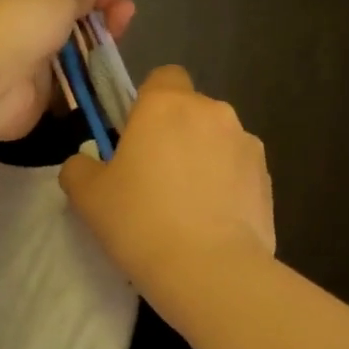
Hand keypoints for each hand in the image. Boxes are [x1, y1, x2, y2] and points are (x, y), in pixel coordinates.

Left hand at [0, 0, 135, 141]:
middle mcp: (15, 27)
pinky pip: (67, 88)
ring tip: (125, 31)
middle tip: (126, 11)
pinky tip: (112, 72)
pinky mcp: (33, 100)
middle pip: (63, 23)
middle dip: (96, 16)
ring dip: (97, 45)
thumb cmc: (20, 18)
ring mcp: (24, 65)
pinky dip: (89, 82)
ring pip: (68, 55)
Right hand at [60, 66, 274, 298]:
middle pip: (190, 110)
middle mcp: (212, 112)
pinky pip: (238, 171)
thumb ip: (79, 168)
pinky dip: (226, 186)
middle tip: (154, 179)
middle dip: (175, 134)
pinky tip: (211, 223)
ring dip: (203, 159)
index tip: (134, 138)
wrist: (210, 271)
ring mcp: (247, 144)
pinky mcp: (268, 179)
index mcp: (166, 105)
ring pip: (217, 140)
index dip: (147, 102)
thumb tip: (86, 164)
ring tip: (187, 207)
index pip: (162, 77)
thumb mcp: (88, 196)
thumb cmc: (140, 221)